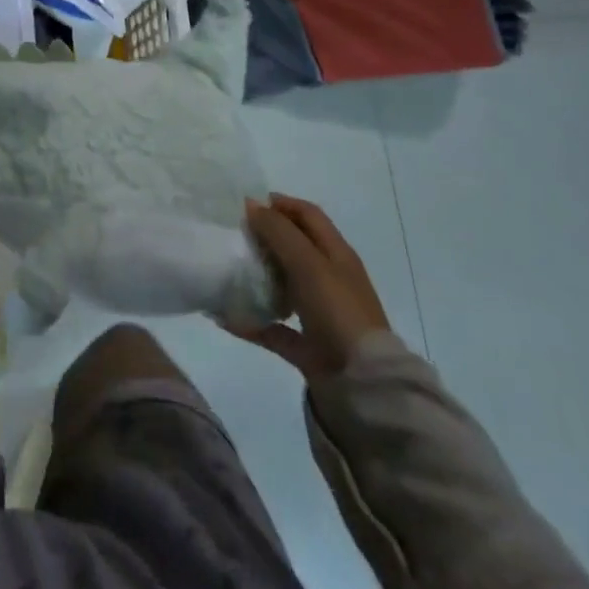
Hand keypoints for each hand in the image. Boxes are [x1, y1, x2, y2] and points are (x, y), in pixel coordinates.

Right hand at [233, 193, 390, 382]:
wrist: (363, 384)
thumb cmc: (337, 311)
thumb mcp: (308, 264)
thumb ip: (279, 232)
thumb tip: (251, 204)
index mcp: (337, 255)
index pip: (308, 216)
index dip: (281, 204)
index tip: (247, 204)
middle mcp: (330, 280)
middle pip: (294, 249)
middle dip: (265, 239)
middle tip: (233, 235)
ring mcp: (319, 315)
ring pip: (284, 287)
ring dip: (258, 278)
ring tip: (226, 270)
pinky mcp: (308, 347)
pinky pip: (274, 328)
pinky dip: (252, 322)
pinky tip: (225, 317)